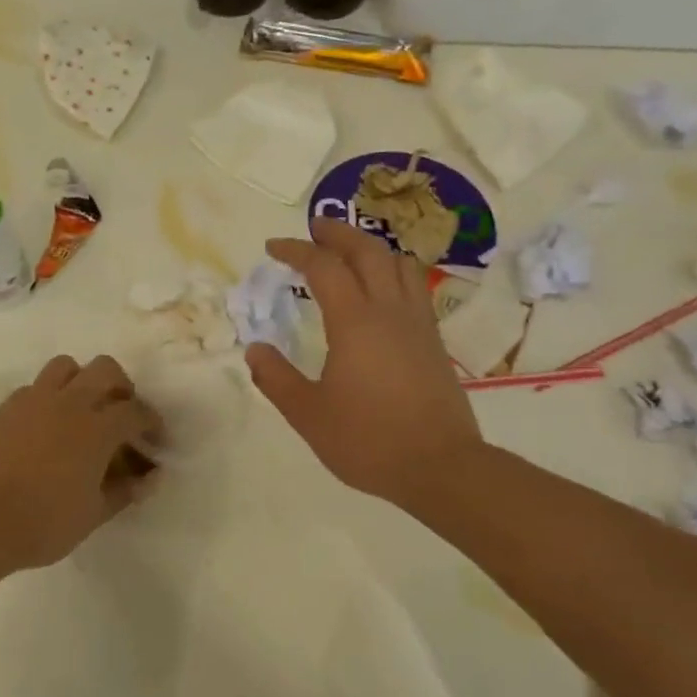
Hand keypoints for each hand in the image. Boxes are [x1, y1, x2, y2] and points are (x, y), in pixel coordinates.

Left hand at [0, 355, 162, 572]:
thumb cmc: (41, 524)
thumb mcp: (92, 515)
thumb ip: (124, 492)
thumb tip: (150, 478)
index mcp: (96, 428)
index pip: (135, 411)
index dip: (152, 422)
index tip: (155, 439)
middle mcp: (68, 403)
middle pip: (106, 370)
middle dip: (122, 387)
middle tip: (122, 416)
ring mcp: (32, 400)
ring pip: (66, 366)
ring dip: (82, 381)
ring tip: (83, 411)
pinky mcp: (5, 407)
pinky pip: (35, 386)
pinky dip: (50, 396)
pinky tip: (46, 427)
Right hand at [244, 220, 482, 510]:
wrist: (441, 467)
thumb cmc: (368, 440)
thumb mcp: (308, 414)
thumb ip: (277, 378)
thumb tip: (255, 349)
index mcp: (354, 322)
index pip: (324, 267)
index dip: (296, 250)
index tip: (273, 248)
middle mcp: (389, 311)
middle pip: (367, 251)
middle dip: (338, 233)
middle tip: (314, 228)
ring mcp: (418, 324)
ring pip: (399, 263)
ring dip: (371, 247)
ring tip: (350, 251)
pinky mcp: (434, 341)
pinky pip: (414, 286)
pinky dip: (393, 271)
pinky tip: (383, 288)